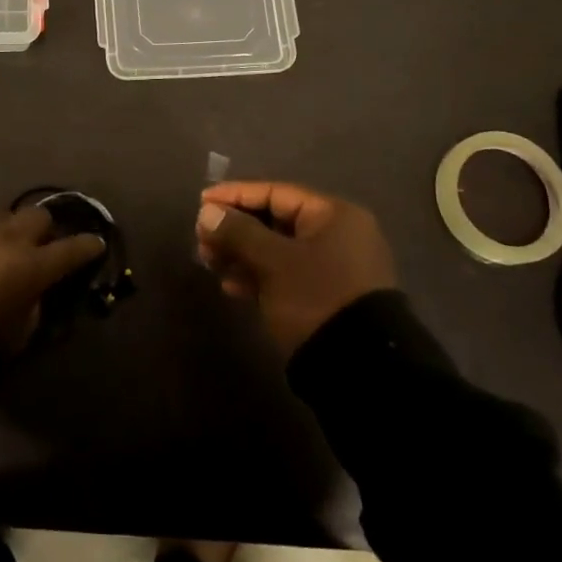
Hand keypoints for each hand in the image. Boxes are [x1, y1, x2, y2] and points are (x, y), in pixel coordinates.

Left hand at [0, 206, 106, 352]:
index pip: (72, 249)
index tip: (96, 244)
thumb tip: (34, 296)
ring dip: (8, 233)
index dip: (87, 246)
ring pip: (3, 219)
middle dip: (45, 229)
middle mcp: (8, 238)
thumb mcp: (16, 336)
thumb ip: (32, 310)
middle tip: (40, 246)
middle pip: (39, 217)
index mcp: (32, 266)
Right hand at [196, 181, 395, 357]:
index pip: (275, 192)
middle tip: (201, 239)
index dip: (235, 195)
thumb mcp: (273, 262)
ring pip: (277, 249)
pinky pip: (286, 274)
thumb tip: (207, 213)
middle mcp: (337, 234)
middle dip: (235, 229)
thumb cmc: (316, 297)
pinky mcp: (327, 295)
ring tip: (210, 263)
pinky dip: (259, 276)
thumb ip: (238, 232)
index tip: (201, 203)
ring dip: (242, 253)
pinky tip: (231, 286)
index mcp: (333, 214)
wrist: (360, 368)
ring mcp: (333, 266)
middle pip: (275, 220)